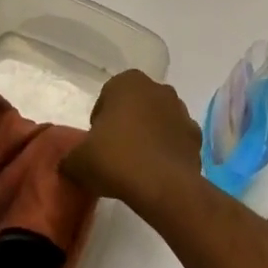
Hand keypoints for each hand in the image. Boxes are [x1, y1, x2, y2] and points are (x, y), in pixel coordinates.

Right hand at [61, 70, 201, 205]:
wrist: (163, 186)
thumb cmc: (116, 159)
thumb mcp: (78, 161)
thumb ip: (70, 157)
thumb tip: (70, 164)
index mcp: (128, 82)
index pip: (107, 97)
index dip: (100, 121)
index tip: (96, 144)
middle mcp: (158, 88)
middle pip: (135, 106)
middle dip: (126, 124)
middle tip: (114, 154)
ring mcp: (181, 110)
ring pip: (158, 121)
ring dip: (149, 136)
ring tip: (136, 166)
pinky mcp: (196, 135)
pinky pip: (175, 140)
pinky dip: (167, 151)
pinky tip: (156, 172)